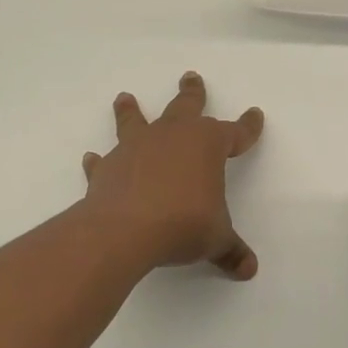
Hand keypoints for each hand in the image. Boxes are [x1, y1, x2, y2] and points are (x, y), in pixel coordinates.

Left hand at [81, 72, 264, 278]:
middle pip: (185, 107)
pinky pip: (105, 160)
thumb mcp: (215, 239)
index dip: (247, 127)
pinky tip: (92, 159)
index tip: (255, 115)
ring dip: (131, 110)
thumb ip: (231, 250)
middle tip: (190, 77)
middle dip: (192, 93)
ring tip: (125, 98)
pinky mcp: (109, 167)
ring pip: (136, 121)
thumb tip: (249, 269)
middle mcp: (172, 136)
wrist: (125, 229)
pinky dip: (100, 161)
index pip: (235, 132)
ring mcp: (137, 148)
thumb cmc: (183, 224)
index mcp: (207, 145)